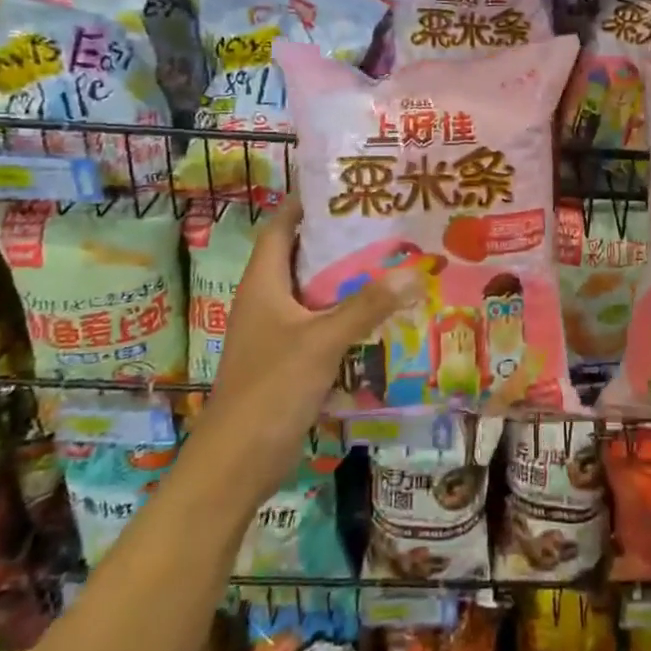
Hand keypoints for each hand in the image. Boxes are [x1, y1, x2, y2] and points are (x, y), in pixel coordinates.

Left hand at [185, 198, 420, 503]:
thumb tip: (414, 270)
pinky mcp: (290, 359)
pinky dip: (349, 315)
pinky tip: (384, 314)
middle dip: (342, 239)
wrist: (235, 465)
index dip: (308, 202)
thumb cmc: (270, 389)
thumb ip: (367, 306)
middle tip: (387, 222)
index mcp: (263, 283)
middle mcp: (268, 300)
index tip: (348, 186)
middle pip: (305, 256)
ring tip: (396, 260)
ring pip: (317, 292)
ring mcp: (278, 332)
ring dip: (350, 279)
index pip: (282, 225)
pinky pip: (323, 324)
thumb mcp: (321, 341)